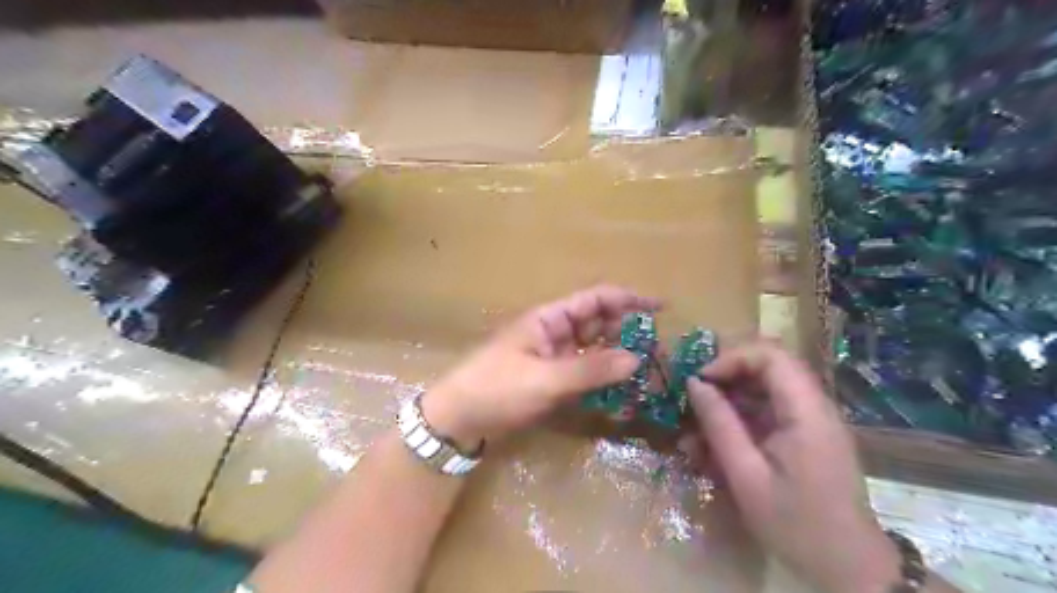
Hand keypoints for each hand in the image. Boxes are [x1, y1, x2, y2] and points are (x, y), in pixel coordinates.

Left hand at [424, 287, 656, 449]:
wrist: (457, 420)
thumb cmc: (496, 389)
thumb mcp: (545, 379)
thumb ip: (591, 369)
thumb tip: (637, 359)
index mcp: (549, 319)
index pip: (595, 299)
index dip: (628, 299)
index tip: (661, 308)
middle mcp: (554, 332)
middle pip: (598, 324)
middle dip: (628, 333)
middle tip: (659, 352)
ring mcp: (552, 357)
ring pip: (593, 350)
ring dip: (617, 359)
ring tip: (647, 373)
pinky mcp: (550, 380)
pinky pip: (583, 374)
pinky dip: (601, 379)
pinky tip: (620, 393)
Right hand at [682, 340, 893, 592]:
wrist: (848, 569)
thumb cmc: (797, 525)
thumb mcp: (747, 476)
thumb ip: (720, 425)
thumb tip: (694, 384)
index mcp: (807, 412)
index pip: (770, 355)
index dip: (731, 358)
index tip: (700, 381)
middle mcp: (813, 406)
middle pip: (766, 367)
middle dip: (725, 378)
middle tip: (694, 400)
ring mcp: (810, 421)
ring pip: (763, 389)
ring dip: (728, 402)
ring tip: (697, 430)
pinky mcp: (804, 436)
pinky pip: (767, 413)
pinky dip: (738, 422)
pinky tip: (715, 447)